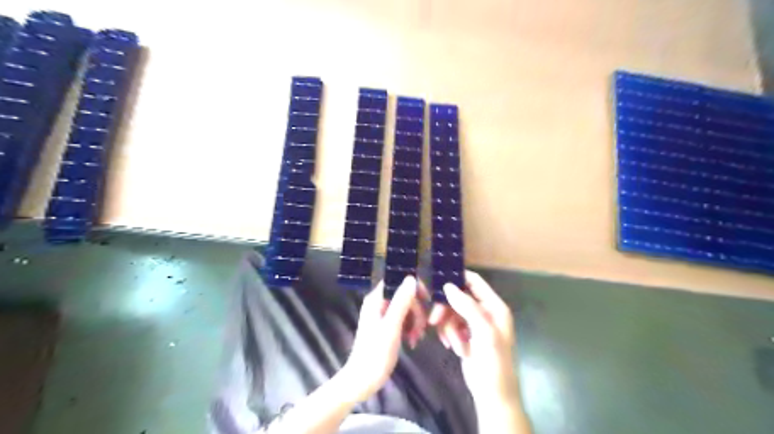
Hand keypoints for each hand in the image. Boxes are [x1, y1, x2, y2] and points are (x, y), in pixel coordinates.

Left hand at [343, 276, 429, 400]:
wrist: (362, 381)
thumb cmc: (375, 354)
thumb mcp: (391, 327)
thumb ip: (401, 301)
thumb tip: (412, 278)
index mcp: (376, 299)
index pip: (398, 281)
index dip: (414, 287)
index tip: (429, 300)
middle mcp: (379, 303)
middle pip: (405, 296)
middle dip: (417, 311)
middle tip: (422, 329)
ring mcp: (382, 315)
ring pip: (407, 308)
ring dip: (416, 321)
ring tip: (416, 339)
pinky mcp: (387, 327)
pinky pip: (404, 320)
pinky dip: (411, 328)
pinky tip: (413, 342)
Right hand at [430, 271, 518, 403]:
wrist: (493, 396)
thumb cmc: (494, 363)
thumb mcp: (484, 333)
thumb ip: (467, 307)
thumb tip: (448, 285)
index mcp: (494, 306)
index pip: (474, 281)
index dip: (457, 278)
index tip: (435, 281)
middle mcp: (485, 311)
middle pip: (458, 296)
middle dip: (446, 308)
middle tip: (434, 320)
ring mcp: (474, 323)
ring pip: (452, 311)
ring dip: (448, 326)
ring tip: (452, 343)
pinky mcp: (465, 334)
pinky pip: (450, 325)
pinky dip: (448, 334)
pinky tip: (452, 346)